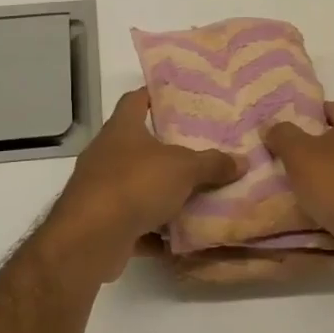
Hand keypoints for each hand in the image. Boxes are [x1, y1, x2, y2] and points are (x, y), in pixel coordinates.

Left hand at [43, 89, 240, 281]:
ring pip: (138, 185)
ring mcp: (101, 189)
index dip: (154, 95)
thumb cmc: (135, 185)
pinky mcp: (102, 222)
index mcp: (121, 129)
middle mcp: (107, 154)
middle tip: (201, 148)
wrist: (90, 237)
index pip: (135, 100)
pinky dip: (155, 230)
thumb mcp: (183, 169)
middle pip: (139, 145)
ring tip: (198, 193)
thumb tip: (242, 161)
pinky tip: (181, 237)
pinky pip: (135, 222)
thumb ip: (213, 164)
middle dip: (167, 149)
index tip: (177, 96)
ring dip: (162, 193)